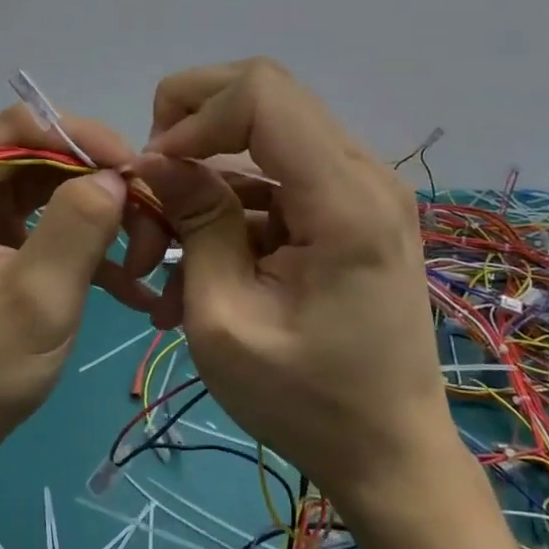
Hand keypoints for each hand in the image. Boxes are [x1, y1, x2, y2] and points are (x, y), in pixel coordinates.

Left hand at [0, 104, 142, 479]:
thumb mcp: (37, 299)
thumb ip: (78, 225)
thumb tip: (115, 175)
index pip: (17, 129)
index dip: (81, 137)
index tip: (134, 169)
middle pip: (35, 158)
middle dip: (96, 184)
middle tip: (149, 215)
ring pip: (45, 193)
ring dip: (97, 219)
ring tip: (146, 253)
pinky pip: (39, 230)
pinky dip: (80, 249)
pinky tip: (127, 284)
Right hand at [128, 60, 453, 514]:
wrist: (391, 456)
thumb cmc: (306, 403)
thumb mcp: (225, 319)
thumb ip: (195, 223)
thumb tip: (156, 158)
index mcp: (345, 200)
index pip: (262, 92)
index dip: (195, 114)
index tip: (157, 170)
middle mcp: (365, 174)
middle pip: (265, 93)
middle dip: (193, 124)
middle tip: (156, 183)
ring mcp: (363, 187)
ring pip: (265, 130)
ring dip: (206, 170)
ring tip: (166, 244)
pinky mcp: (351, 206)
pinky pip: (278, 171)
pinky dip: (230, 198)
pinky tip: (201, 256)